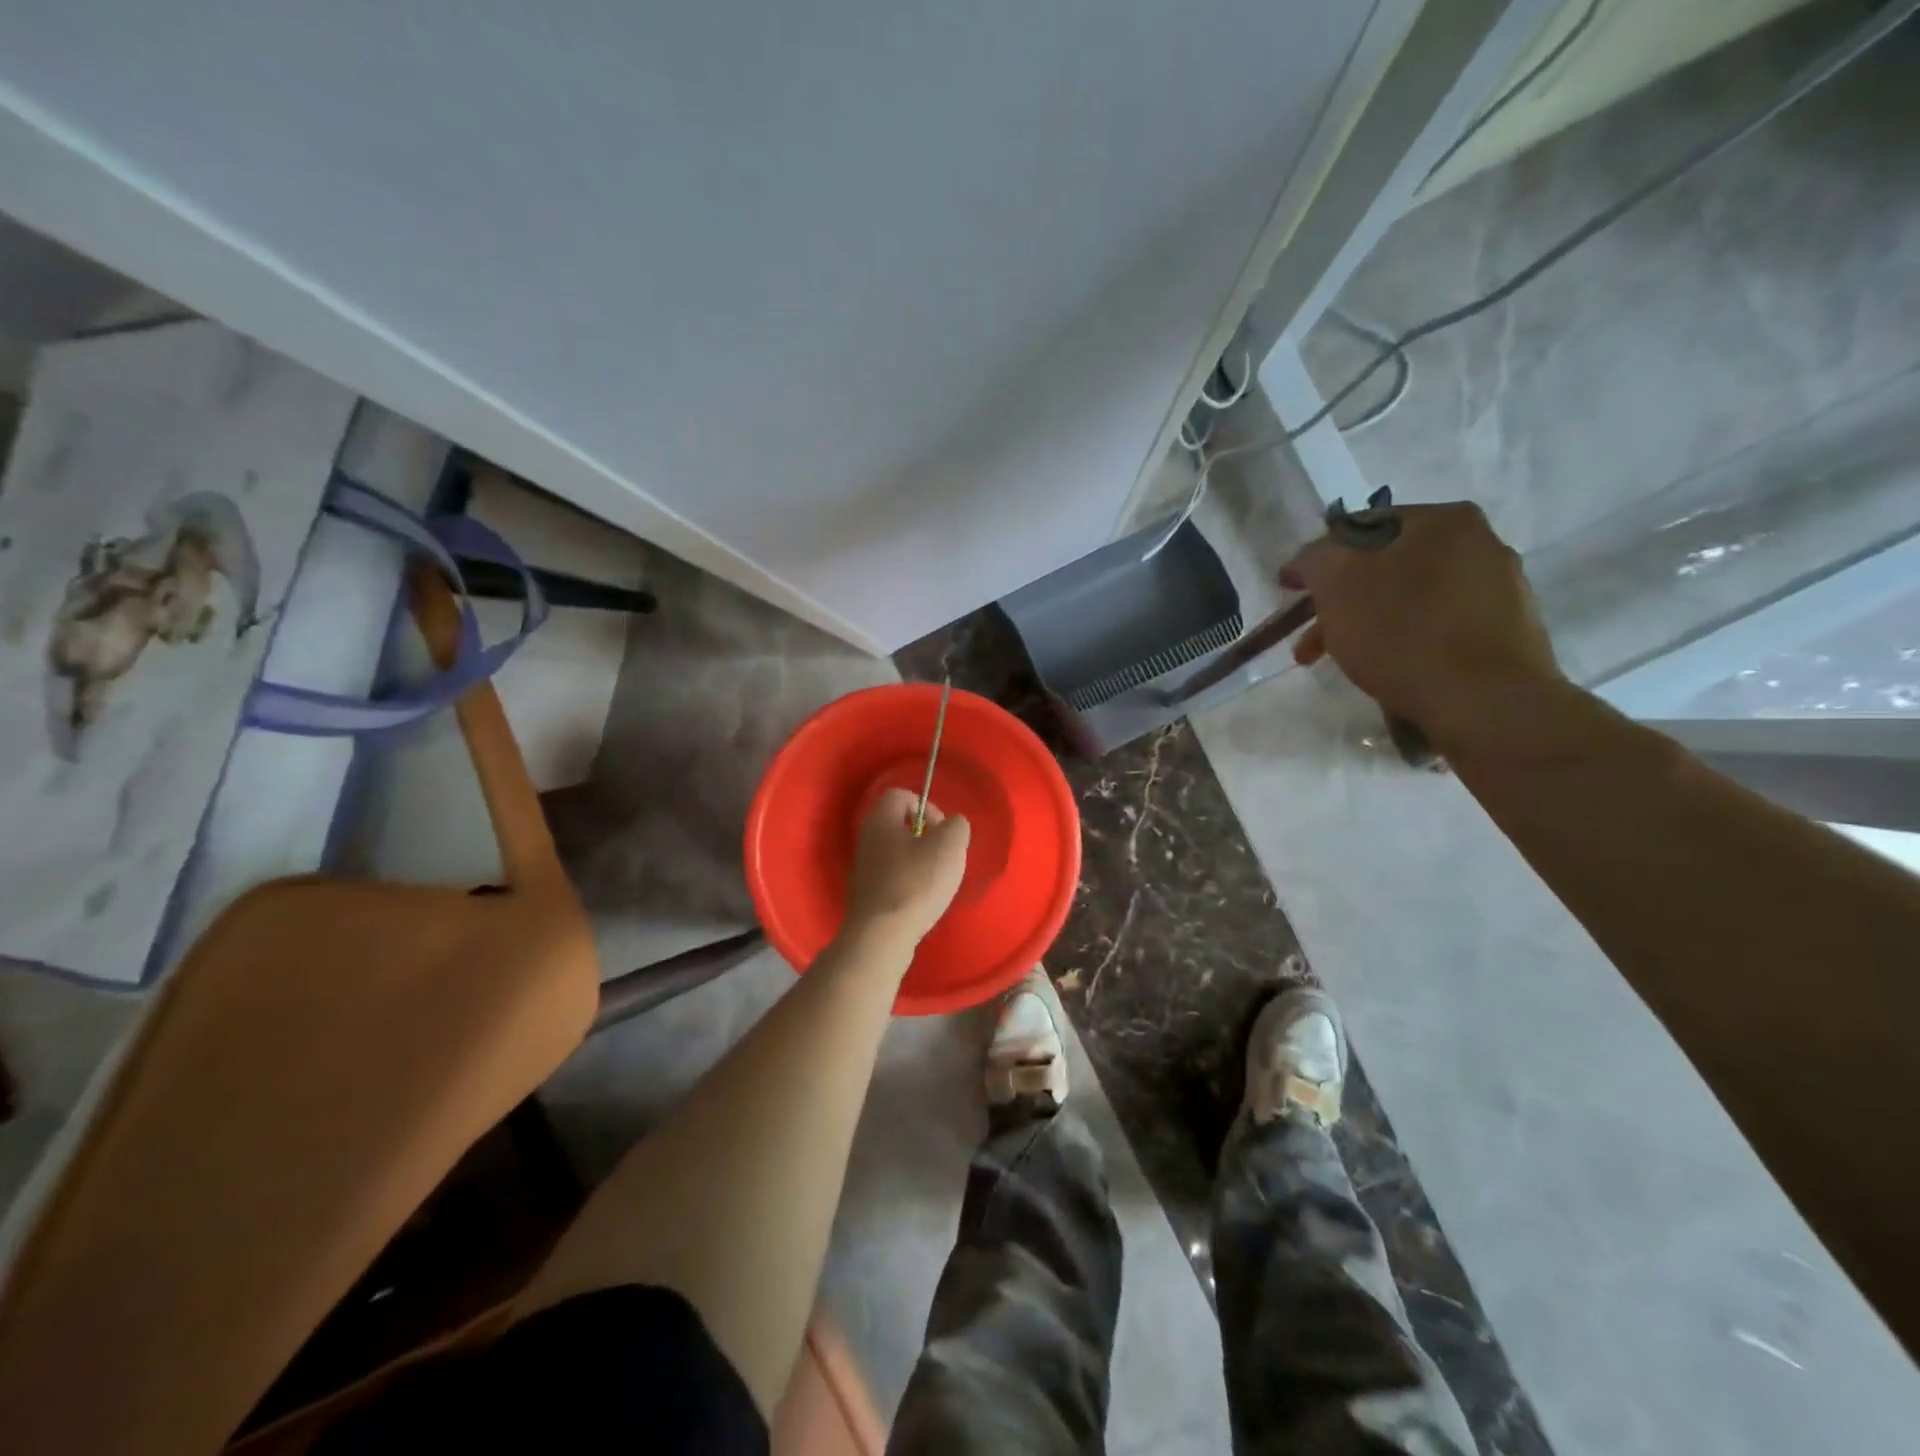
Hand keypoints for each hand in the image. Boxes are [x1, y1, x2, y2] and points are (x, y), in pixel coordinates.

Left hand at [844, 789, 970, 945]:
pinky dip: (908, 882)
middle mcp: (866, 838)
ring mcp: (863, 868)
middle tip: (943, 855)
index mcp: (881, 819)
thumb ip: (956, 826)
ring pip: (896, 852)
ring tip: (936, 880)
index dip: (926, 805)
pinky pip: (891, 877)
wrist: (882, 936)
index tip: (943, 830)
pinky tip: (922, 899)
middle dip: (925, 836)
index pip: (900, 795)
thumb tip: (951, 826)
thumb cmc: (916, 883)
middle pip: (898, 824)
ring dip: (918, 861)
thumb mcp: (950, 846)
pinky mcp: (866, 894)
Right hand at [1281, 502, 1561, 752]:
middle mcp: (1479, 541)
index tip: (1292, 591)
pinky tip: (1389, 666)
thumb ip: (1316, 558)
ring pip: (1409, 597)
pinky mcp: (1506, 629)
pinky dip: (1404, 639)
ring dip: (1367, 623)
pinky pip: (1438, 624)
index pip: (1359, 527)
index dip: (1318, 559)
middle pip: (1385, 565)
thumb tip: (1310, 559)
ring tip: (1339, 660)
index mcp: (1442, 519)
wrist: (1485, 701)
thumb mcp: (1337, 583)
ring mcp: (1499, 586)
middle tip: (1310, 639)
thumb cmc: (1402, 633)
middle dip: (1340, 600)